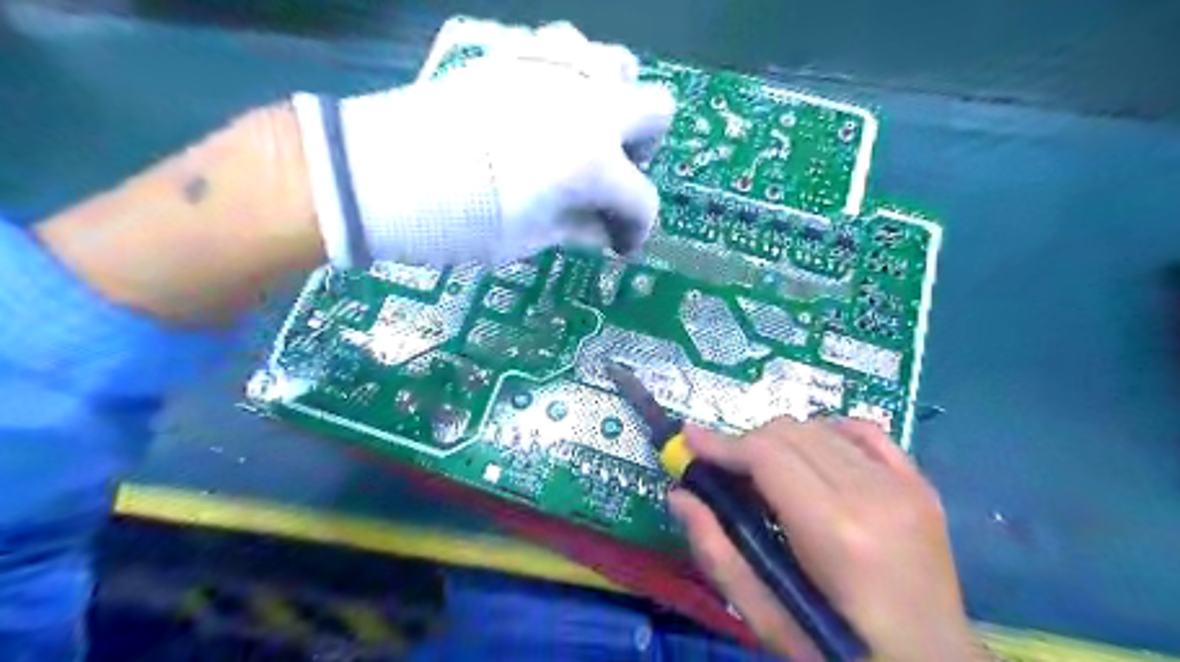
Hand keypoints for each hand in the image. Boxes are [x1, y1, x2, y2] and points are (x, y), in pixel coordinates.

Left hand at [296, 23, 677, 266]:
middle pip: (656, 111)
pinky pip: (567, 48)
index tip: (619, 244)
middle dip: (643, 149)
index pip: (641, 200)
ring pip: (619, 66)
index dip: (635, 229)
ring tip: (584, 134)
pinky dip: (572, 77)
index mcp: (595, 163)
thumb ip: (578, 229)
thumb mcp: (529, 239)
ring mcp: (555, 70)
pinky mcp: (517, 53)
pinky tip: (549, 104)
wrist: (384, 174)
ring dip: (614, 103)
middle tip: (611, 176)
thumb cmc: (462, 221)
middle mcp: (590, 106)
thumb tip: (604, 232)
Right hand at [667, 419, 983, 661]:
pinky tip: (813, 454)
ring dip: (781, 441)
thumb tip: (679, 496)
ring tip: (767, 472)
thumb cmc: (840, 651)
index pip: (766, 455)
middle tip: (726, 471)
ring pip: (820, 427)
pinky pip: (864, 431)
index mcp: (835, 532)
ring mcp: (903, 485)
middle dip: (746, 444)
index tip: (689, 440)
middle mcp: (872, 494)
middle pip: (790, 433)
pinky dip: (828, 431)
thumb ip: (718, 554)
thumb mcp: (768, 619)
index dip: (722, 443)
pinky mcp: (919, 485)